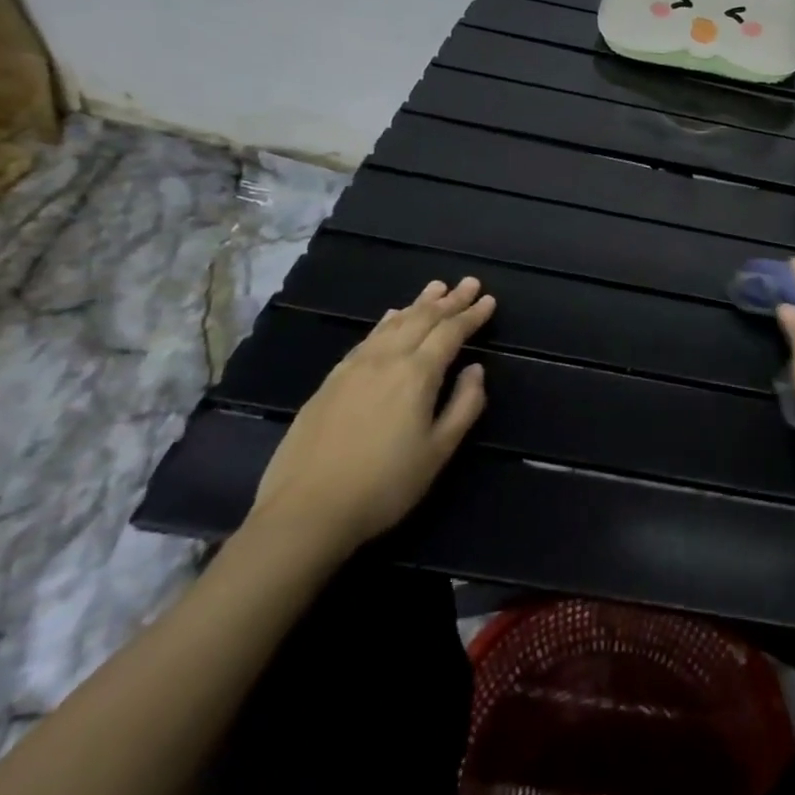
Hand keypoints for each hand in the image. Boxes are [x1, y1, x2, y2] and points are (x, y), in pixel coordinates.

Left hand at [249, 277, 495, 554]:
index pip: (451, 333)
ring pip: (392, 324)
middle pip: (422, 319)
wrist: (306, 511)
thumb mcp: (439, 451)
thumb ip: (464, 405)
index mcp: (417, 374)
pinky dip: (387, 321)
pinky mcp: (330, 381)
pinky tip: (390, 317)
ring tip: (436, 288)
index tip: (489, 299)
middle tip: (468, 282)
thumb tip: (476, 370)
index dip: (472, 315)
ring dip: (418, 304)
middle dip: (449, 300)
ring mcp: (353, 368)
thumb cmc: (385, 485)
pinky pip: (367, 337)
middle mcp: (386, 360)